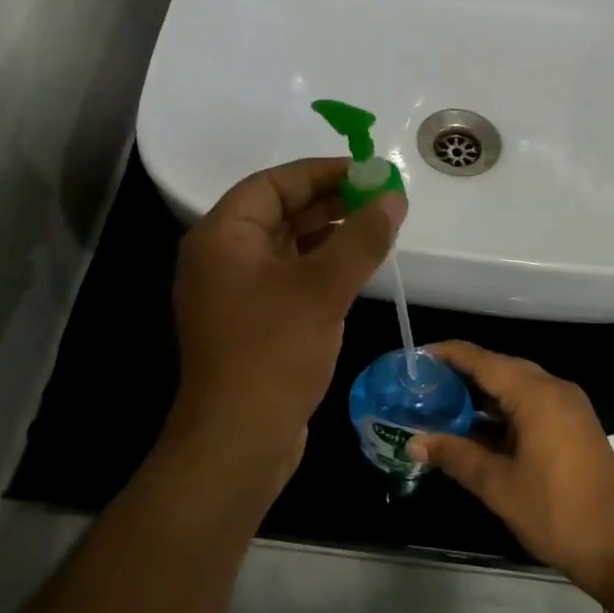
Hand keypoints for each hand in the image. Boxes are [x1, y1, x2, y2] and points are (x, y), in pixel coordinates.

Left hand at [168, 158, 406, 492]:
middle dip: (329, 202)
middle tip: (379, 199)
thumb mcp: (323, 288)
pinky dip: (318, 266)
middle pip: (278, 211)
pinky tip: (354, 268)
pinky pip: (286, 276)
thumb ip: (361, 237)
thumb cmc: (273, 352)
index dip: (321, 172)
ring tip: (375, 228)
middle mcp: (221, 256)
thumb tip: (393, 197)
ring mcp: (233, 291)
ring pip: (285, 245)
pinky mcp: (250, 321)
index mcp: (222, 235)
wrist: (238, 441)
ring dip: (327, 234)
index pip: (273, 184)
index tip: (367, 171)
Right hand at [409, 342, 613, 594]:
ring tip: (440, 405)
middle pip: (498, 368)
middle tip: (422, 385)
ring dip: (480, 395)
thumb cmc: (558, 513)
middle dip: (460, 374)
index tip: (413, 359)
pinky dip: (500, 412)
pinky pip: (529, 405)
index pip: (481, 359)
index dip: (446, 355)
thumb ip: (456, 456)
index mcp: (535, 394)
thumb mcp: (499, 485)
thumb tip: (414, 442)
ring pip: (514, 387)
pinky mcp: (572, 428)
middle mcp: (553, 390)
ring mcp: (566, 409)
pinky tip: (475, 430)